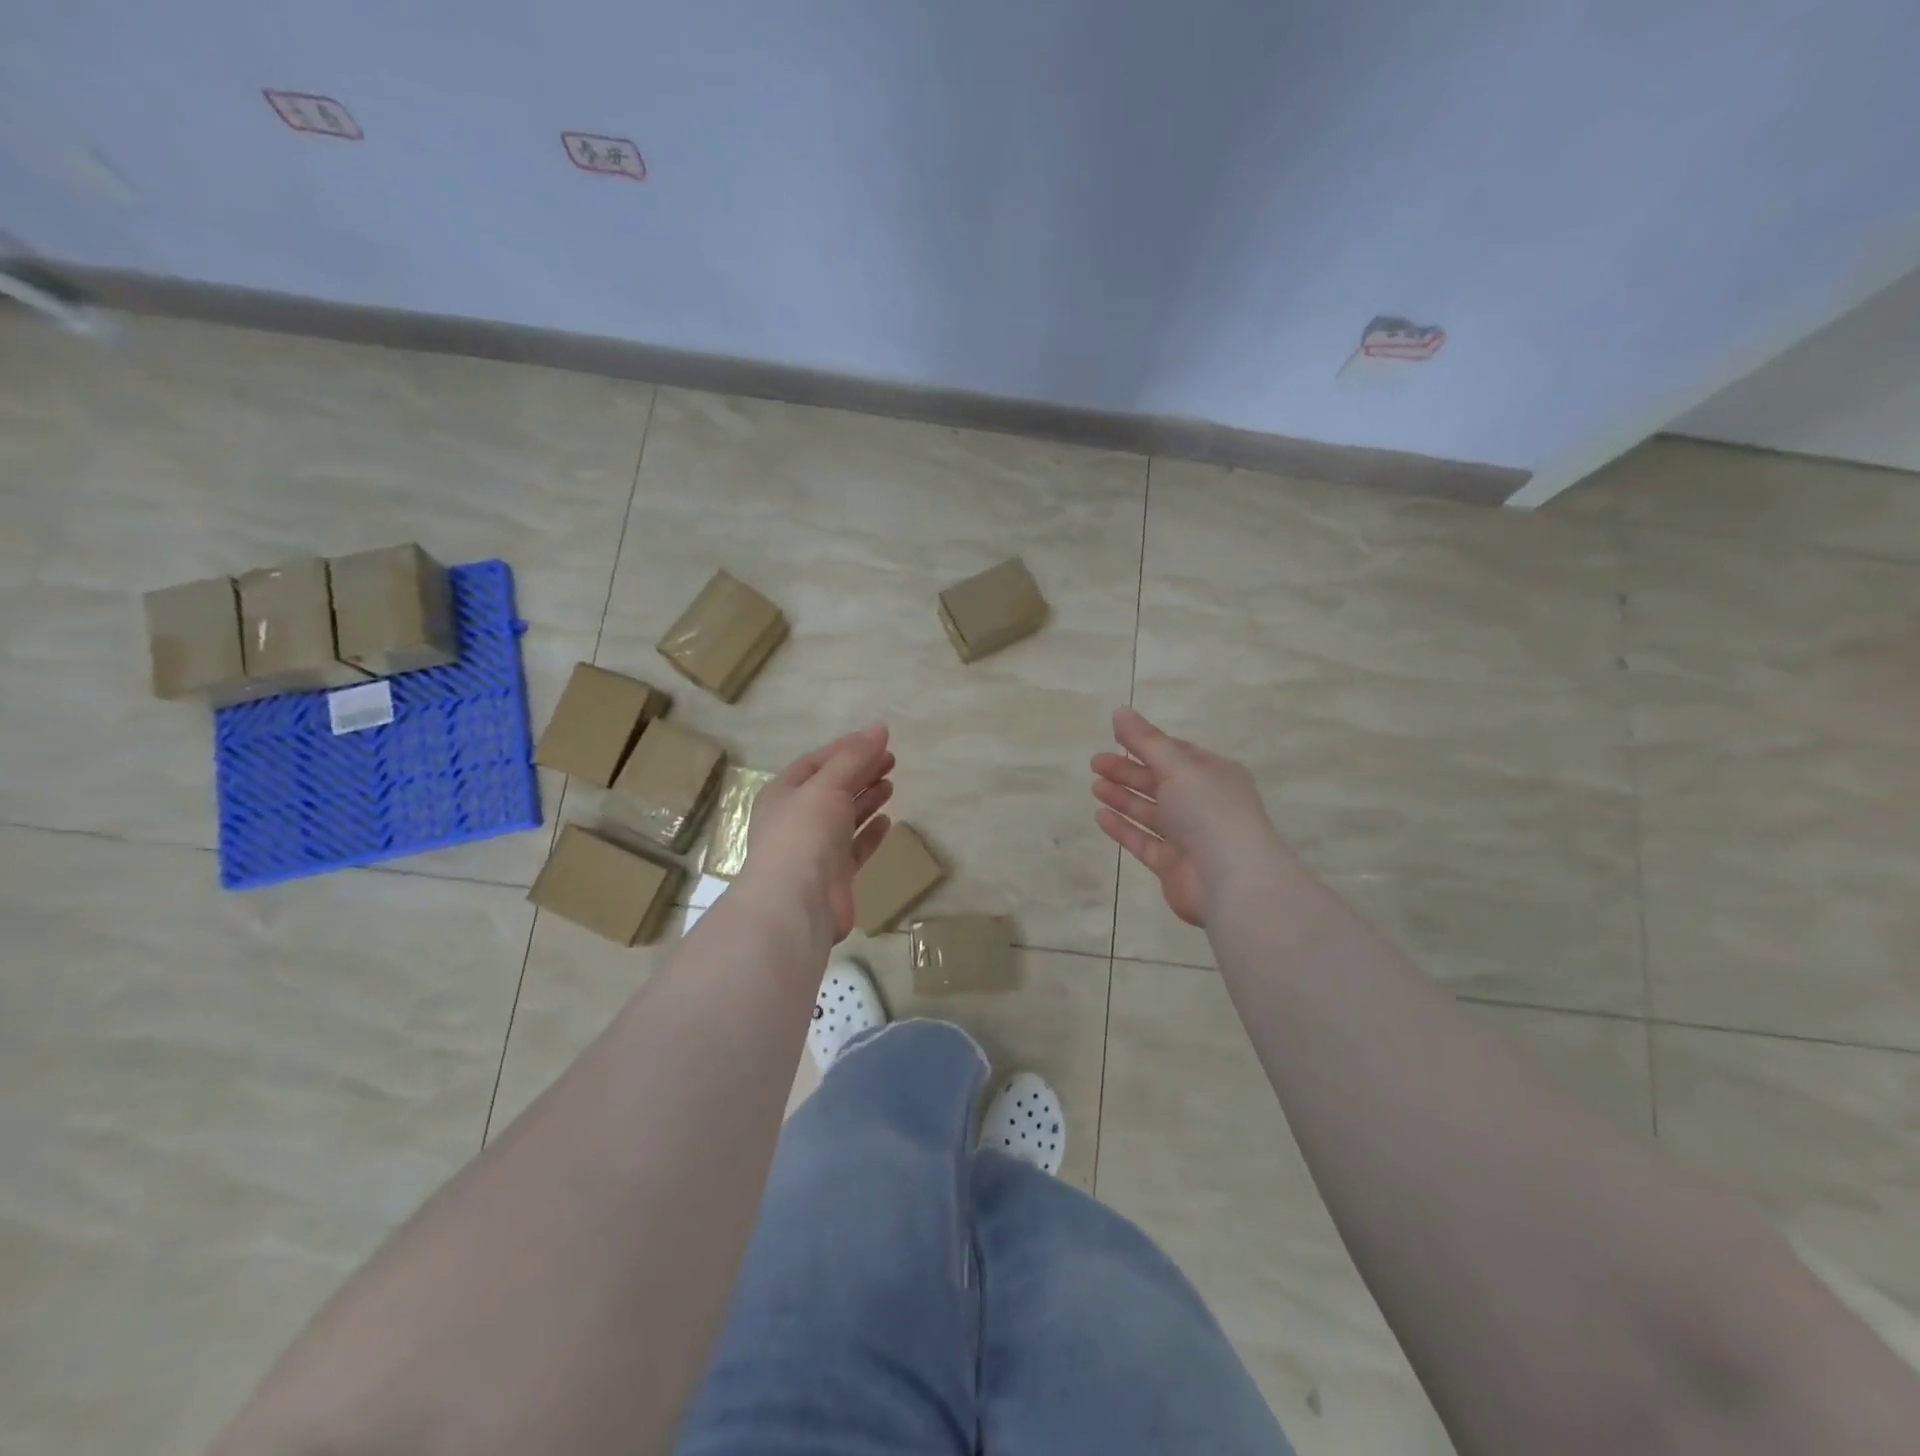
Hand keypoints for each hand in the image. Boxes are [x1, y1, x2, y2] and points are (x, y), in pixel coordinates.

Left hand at [738, 724, 894, 945]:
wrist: (795, 904)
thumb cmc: (804, 834)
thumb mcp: (827, 785)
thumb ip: (854, 757)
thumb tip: (880, 727)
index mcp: (784, 793)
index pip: (816, 762)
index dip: (846, 749)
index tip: (878, 740)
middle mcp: (797, 819)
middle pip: (832, 788)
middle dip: (860, 772)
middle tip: (892, 760)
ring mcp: (815, 849)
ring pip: (845, 817)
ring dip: (866, 799)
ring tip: (891, 784)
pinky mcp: (834, 876)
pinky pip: (855, 847)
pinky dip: (870, 833)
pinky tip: (887, 821)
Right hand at [1091, 707, 1284, 926]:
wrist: (1232, 881)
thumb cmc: (1209, 812)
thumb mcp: (1177, 767)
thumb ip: (1146, 741)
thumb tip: (1119, 711)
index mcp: (1214, 775)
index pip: (1176, 753)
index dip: (1145, 744)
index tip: (1114, 737)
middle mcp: (1203, 804)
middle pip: (1160, 782)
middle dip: (1128, 771)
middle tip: (1095, 763)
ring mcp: (1189, 837)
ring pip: (1150, 812)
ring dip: (1123, 798)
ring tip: (1095, 787)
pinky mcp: (1173, 865)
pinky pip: (1143, 842)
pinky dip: (1123, 828)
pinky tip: (1101, 816)